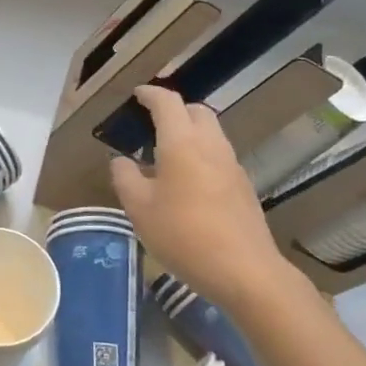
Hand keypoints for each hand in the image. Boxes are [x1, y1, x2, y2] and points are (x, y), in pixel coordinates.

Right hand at [110, 86, 302, 311]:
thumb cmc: (184, 235)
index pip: (167, 102)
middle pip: (196, 111)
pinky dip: (202, 154)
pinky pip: (219, 156)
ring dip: (190, 132)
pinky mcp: (244, 186)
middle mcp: (210, 145)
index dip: (150, 94)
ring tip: (167, 154)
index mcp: (182, 142)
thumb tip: (120, 160)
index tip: (137, 95)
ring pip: (211, 133)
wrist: (245, 270)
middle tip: (153, 123)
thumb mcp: (140, 209)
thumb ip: (125, 178)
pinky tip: (188, 182)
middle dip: (175, 110)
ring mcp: (232, 165)